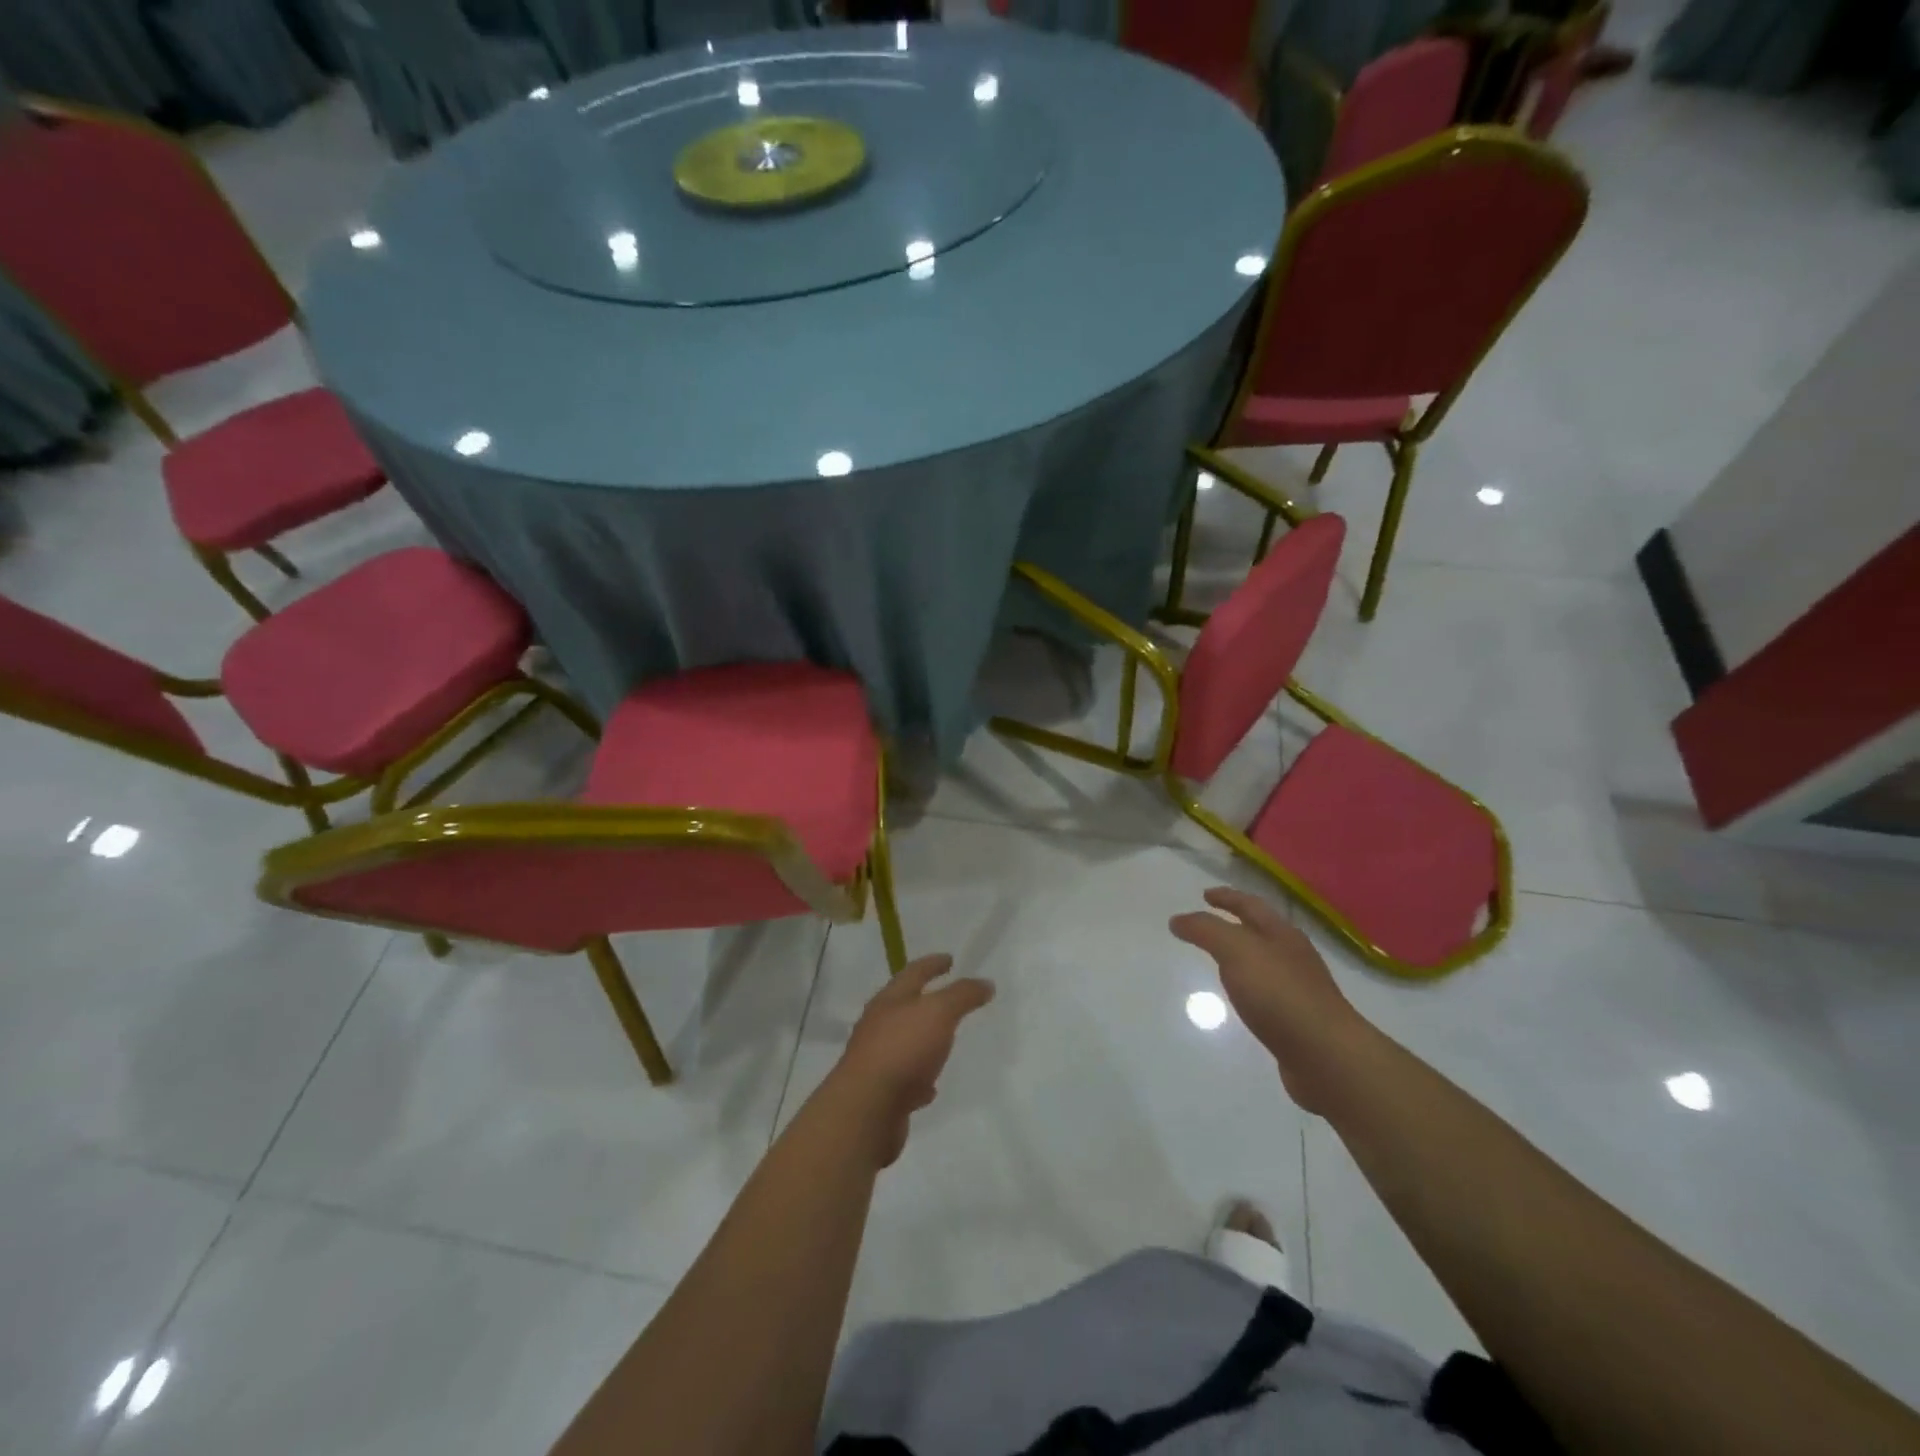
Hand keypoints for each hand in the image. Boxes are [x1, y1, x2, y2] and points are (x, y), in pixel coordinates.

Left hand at [830, 955, 993, 1166]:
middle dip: (926, 1000)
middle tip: (949, 999)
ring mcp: (876, 1059)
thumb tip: (985, 983)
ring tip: (944, 1041)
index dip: (933, 963)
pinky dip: (919, 1077)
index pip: (914, 972)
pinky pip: (904, 1078)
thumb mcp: (939, 1013)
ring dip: (923, 1039)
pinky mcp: (880, 1092)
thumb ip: (963, 996)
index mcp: (890, 1000)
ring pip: (904, 1042)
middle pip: (904, 1006)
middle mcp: (878, 1025)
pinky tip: (931, 1086)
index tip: (950, 959)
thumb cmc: (903, 1049)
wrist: (866, 1108)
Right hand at [1171, 887, 1374, 1116]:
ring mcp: (1300, 989)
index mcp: (1282, 934)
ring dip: (1243, 957)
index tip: (1205, 895)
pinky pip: (1268, 993)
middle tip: (1209, 924)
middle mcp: (1294, 956)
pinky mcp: (1299, 1020)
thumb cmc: (1280, 994)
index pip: (1250, 905)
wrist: (1327, 1056)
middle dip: (1237, 924)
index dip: (1227, 897)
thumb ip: (1206, 931)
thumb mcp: (1236, 951)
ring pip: (1265, 962)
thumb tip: (1178, 920)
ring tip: (1220, 961)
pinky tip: (1241, 1000)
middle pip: (1262, 931)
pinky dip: (1250, 988)